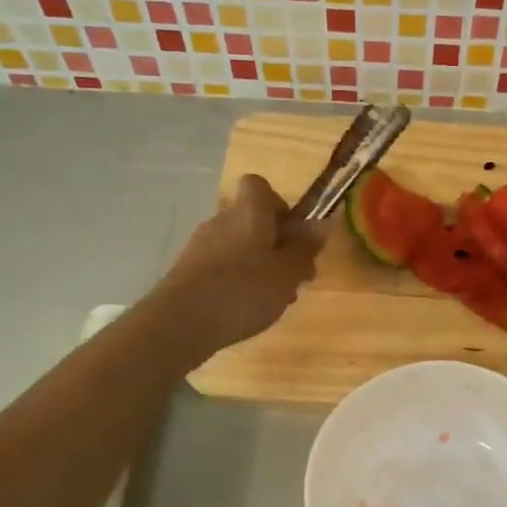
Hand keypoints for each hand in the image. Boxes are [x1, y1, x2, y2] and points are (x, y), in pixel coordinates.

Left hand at [152, 174, 327, 358]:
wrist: (182, 321)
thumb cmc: (244, 290)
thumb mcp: (288, 272)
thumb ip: (305, 247)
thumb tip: (324, 221)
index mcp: (249, 212)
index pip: (258, 186)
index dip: (279, 205)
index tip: (293, 234)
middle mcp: (221, 220)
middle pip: (251, 220)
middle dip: (274, 244)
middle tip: (293, 278)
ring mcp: (200, 245)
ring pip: (237, 246)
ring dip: (257, 265)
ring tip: (272, 300)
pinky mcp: (186, 270)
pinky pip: (220, 266)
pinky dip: (235, 280)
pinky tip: (243, 309)